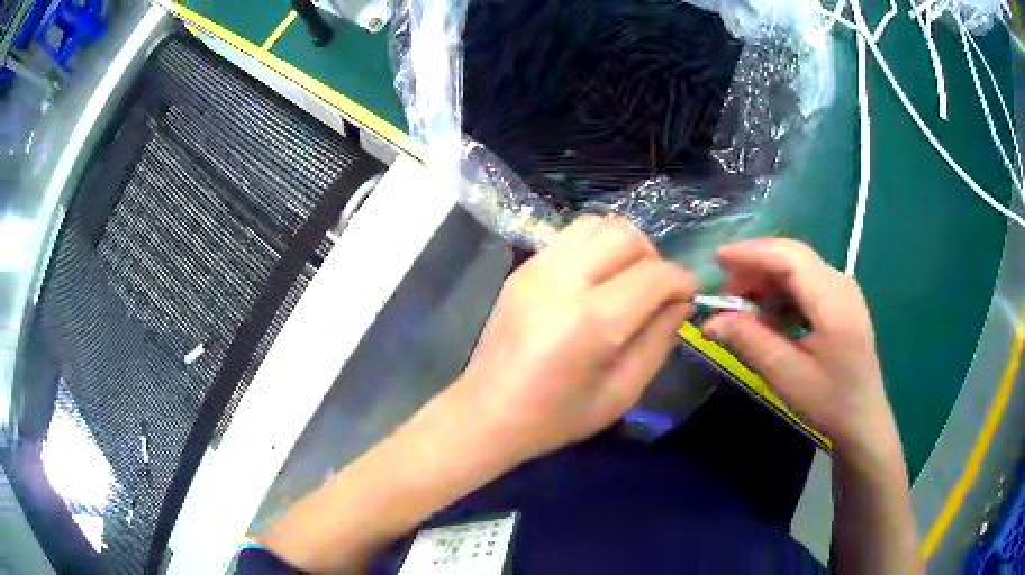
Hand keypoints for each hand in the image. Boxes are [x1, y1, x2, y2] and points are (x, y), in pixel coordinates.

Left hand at [448, 215, 697, 463]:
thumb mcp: (622, 393)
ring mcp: (536, 268)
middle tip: (657, 290)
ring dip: (625, 245)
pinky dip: (596, 246)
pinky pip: (571, 235)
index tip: (689, 295)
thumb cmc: (556, 417)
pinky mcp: (522, 267)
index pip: (654, 275)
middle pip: (626, 235)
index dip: (682, 281)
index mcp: (590, 322)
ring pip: (598, 224)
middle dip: (654, 258)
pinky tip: (597, 279)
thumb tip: (679, 302)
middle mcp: (562, 281)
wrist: (487, 413)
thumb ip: (658, 341)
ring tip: (628, 280)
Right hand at [700, 239, 896, 458]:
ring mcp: (843, 291)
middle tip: (726, 293)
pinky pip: (806, 283)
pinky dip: (781, 292)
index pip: (790, 258)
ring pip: (798, 268)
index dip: (752, 253)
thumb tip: (710, 320)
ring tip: (742, 305)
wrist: (862, 419)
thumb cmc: (828, 401)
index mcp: (833, 300)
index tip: (717, 259)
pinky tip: (768, 315)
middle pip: (793, 257)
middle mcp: (840, 284)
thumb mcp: (786, 375)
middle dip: (756, 266)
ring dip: (767, 280)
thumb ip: (750, 341)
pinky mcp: (840, 301)